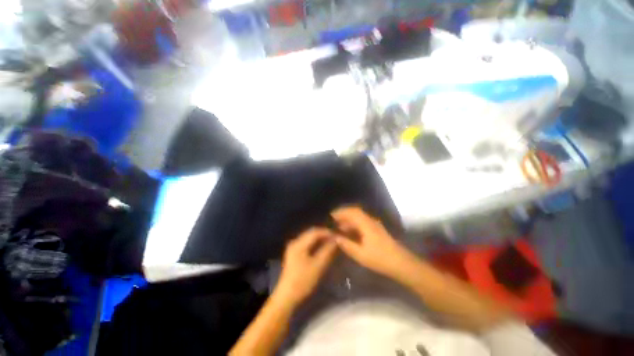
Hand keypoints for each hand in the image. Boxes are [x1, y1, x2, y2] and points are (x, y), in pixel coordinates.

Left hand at [274, 228, 337, 304]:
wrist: (287, 297)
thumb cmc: (303, 281)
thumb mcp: (318, 265)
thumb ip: (327, 250)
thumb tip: (336, 240)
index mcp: (299, 243)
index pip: (315, 231)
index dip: (327, 232)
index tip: (337, 235)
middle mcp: (295, 242)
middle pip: (311, 233)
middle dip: (324, 235)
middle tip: (335, 239)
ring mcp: (293, 247)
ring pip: (309, 238)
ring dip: (320, 239)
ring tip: (331, 243)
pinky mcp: (294, 253)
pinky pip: (307, 244)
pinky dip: (315, 244)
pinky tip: (322, 248)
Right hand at [332, 207, 412, 277]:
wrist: (401, 263)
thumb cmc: (380, 259)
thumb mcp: (360, 254)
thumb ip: (346, 245)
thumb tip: (335, 237)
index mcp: (366, 224)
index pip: (352, 212)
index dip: (340, 212)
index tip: (331, 216)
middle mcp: (370, 221)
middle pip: (355, 212)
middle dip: (343, 214)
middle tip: (333, 221)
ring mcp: (374, 224)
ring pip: (358, 217)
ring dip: (348, 220)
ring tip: (338, 227)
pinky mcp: (376, 229)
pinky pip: (362, 222)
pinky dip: (353, 224)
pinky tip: (349, 232)